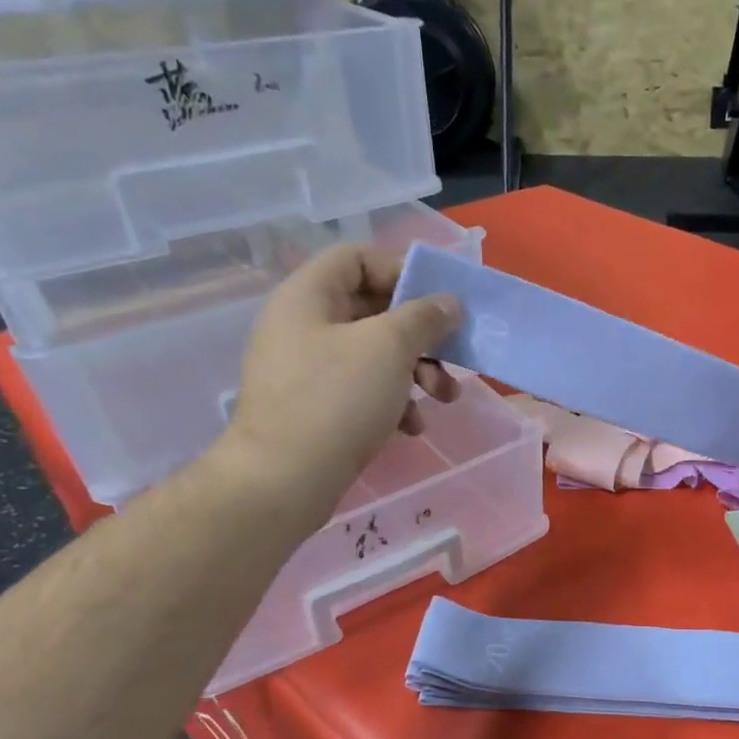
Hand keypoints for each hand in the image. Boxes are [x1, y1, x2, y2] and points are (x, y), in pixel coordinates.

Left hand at [209, 243, 461, 507]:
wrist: (284, 480)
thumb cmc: (337, 400)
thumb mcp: (388, 347)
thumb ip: (423, 317)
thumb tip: (448, 303)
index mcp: (308, 296)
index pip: (357, 258)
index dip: (401, 270)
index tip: (439, 299)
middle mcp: (303, 326)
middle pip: (372, 310)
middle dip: (421, 334)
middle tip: (454, 355)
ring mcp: (307, 370)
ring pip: (374, 355)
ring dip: (416, 371)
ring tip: (444, 399)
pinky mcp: (316, 408)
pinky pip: (362, 390)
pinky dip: (393, 402)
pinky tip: (412, 428)